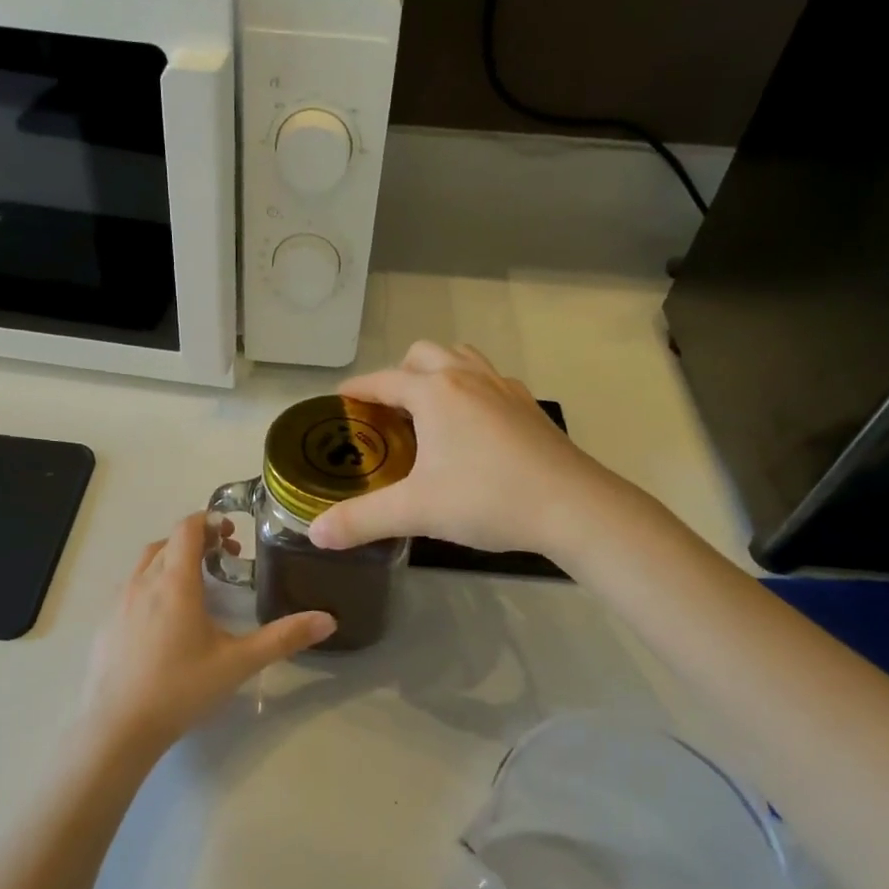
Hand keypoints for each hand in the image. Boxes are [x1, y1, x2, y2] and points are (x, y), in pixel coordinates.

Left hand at [80, 513, 334, 753]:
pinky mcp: (106, 623)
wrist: (118, 728)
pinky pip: (131, 588)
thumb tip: (328, 620)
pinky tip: (166, 619)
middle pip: (168, 542)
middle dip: (196, 541)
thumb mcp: (239, 663)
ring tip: (197, 585)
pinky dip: (152, 584)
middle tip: (224, 559)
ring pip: (146, 563)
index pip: (187, 528)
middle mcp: (142, 582)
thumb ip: (283, 638)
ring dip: (172, 560)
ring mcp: (119, 602)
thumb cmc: (181, 689)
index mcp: (175, 582)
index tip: (231, 534)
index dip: (209, 521)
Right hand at [309, 342, 619, 556]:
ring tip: (428, 410)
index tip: (339, 402)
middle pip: (424, 354)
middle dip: (399, 374)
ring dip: (438, 373)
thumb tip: (315, 534)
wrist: (573, 506)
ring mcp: (504, 388)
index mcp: (435, 392)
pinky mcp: (529, 407)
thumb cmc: (487, 499)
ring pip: (462, 359)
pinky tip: (474, 427)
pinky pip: (491, 381)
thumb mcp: (415, 511)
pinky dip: (471, 390)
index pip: (383, 381)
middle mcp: (468, 378)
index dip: (356, 390)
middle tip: (387, 412)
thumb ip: (361, 520)